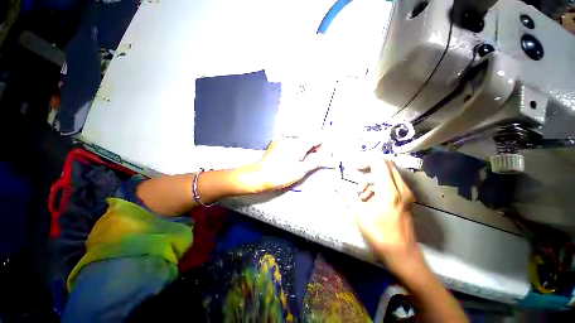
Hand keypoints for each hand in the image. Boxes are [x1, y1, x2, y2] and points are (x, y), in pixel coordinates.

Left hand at [250, 137, 325, 191]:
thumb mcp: (300, 171)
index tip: (321, 156)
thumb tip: (330, 159)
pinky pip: (292, 141)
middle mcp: (290, 138)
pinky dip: (297, 148)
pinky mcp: (278, 142)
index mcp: (297, 144)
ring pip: (301, 139)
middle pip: (309, 137)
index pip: (317, 137)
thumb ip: (315, 162)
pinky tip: (292, 158)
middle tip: (311, 161)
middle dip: (314, 147)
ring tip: (300, 161)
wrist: (259, 176)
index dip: (322, 146)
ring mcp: (282, 139)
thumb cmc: (280, 175)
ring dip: (305, 148)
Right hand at [354, 160, 418, 270]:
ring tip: (364, 193)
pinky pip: (394, 183)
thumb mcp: (358, 213)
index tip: (356, 167)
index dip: (366, 160)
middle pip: (387, 165)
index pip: (379, 163)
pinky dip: (382, 184)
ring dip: (375, 177)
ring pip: (390, 174)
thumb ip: (346, 194)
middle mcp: (402, 188)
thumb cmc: (379, 233)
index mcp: (389, 190)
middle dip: (371, 167)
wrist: (402, 253)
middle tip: (359, 176)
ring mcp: (407, 194)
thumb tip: (334, 184)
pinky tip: (372, 199)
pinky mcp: (407, 200)